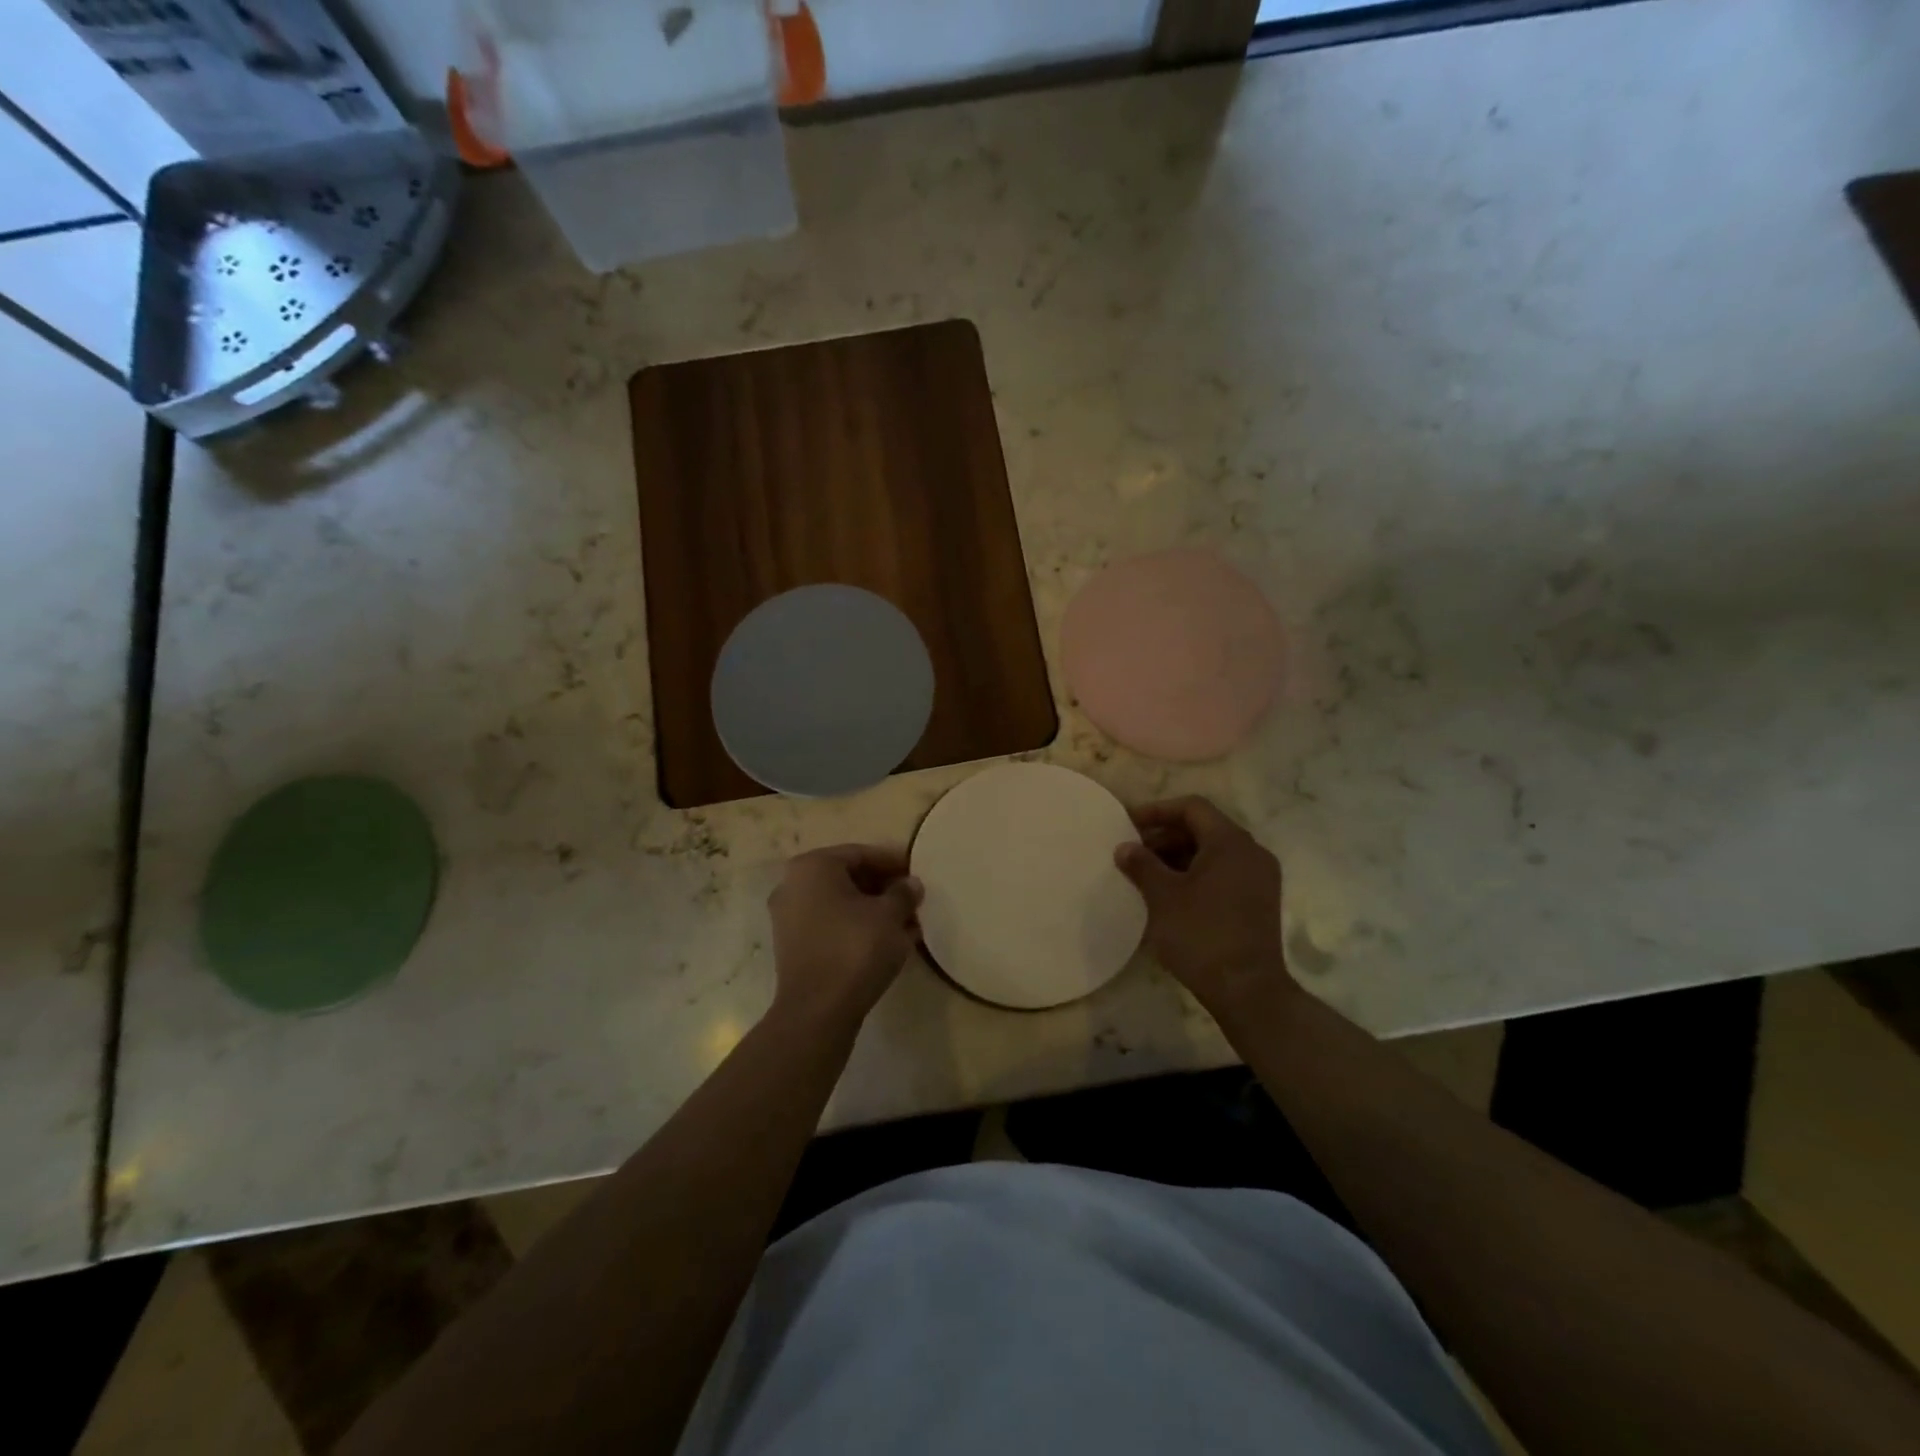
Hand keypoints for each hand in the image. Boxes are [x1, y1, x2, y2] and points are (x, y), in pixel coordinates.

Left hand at [768, 845, 922, 1029]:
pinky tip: (887, 943)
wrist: (817, 1011)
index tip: (917, 874)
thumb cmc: (855, 949)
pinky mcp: (792, 947)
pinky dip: (857, 928)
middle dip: (884, 889)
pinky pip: (831, 926)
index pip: (861, 854)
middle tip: (913, 901)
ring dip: (874, 911)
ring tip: (907, 925)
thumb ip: (903, 893)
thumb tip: (911, 884)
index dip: (893, 863)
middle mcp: (793, 885)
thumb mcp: (890, 915)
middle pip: (849, 878)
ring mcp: (788, 917)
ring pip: (841, 904)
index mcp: (813, 866)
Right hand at [1114, 796, 1294, 1017]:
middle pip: (1204, 828)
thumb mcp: (1163, 897)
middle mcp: (1251, 853)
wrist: (1248, 991)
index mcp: (1231, 842)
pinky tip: (1170, 894)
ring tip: (1146, 874)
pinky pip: (1223, 873)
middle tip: (1133, 851)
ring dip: (1178, 856)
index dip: (1157, 811)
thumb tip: (1124, 847)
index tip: (1127, 824)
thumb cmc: (1202, 935)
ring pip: (1213, 852)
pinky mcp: (1259, 902)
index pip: (1192, 808)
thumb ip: (1142, 865)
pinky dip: (1196, 874)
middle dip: (1165, 836)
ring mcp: (1259, 878)